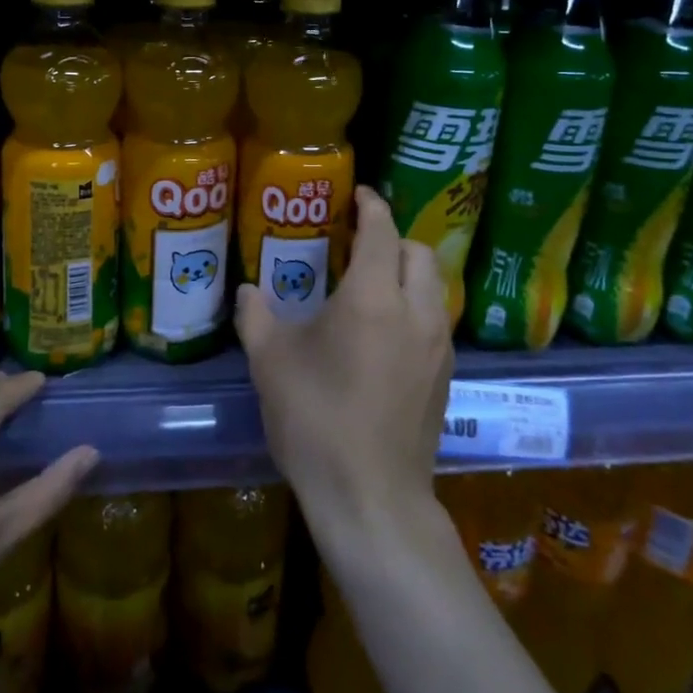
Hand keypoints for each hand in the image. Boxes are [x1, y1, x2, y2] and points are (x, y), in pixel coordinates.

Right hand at [235, 186, 450, 551]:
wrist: (371, 498)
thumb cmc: (315, 420)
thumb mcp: (270, 363)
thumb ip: (256, 316)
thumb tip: (247, 290)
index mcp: (373, 298)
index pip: (382, 231)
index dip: (371, 205)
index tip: (357, 195)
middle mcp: (416, 312)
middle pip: (418, 252)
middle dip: (393, 237)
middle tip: (358, 244)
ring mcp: (438, 345)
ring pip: (434, 285)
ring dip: (409, 271)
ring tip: (373, 282)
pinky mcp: (446, 375)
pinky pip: (437, 318)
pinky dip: (417, 304)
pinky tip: (386, 329)